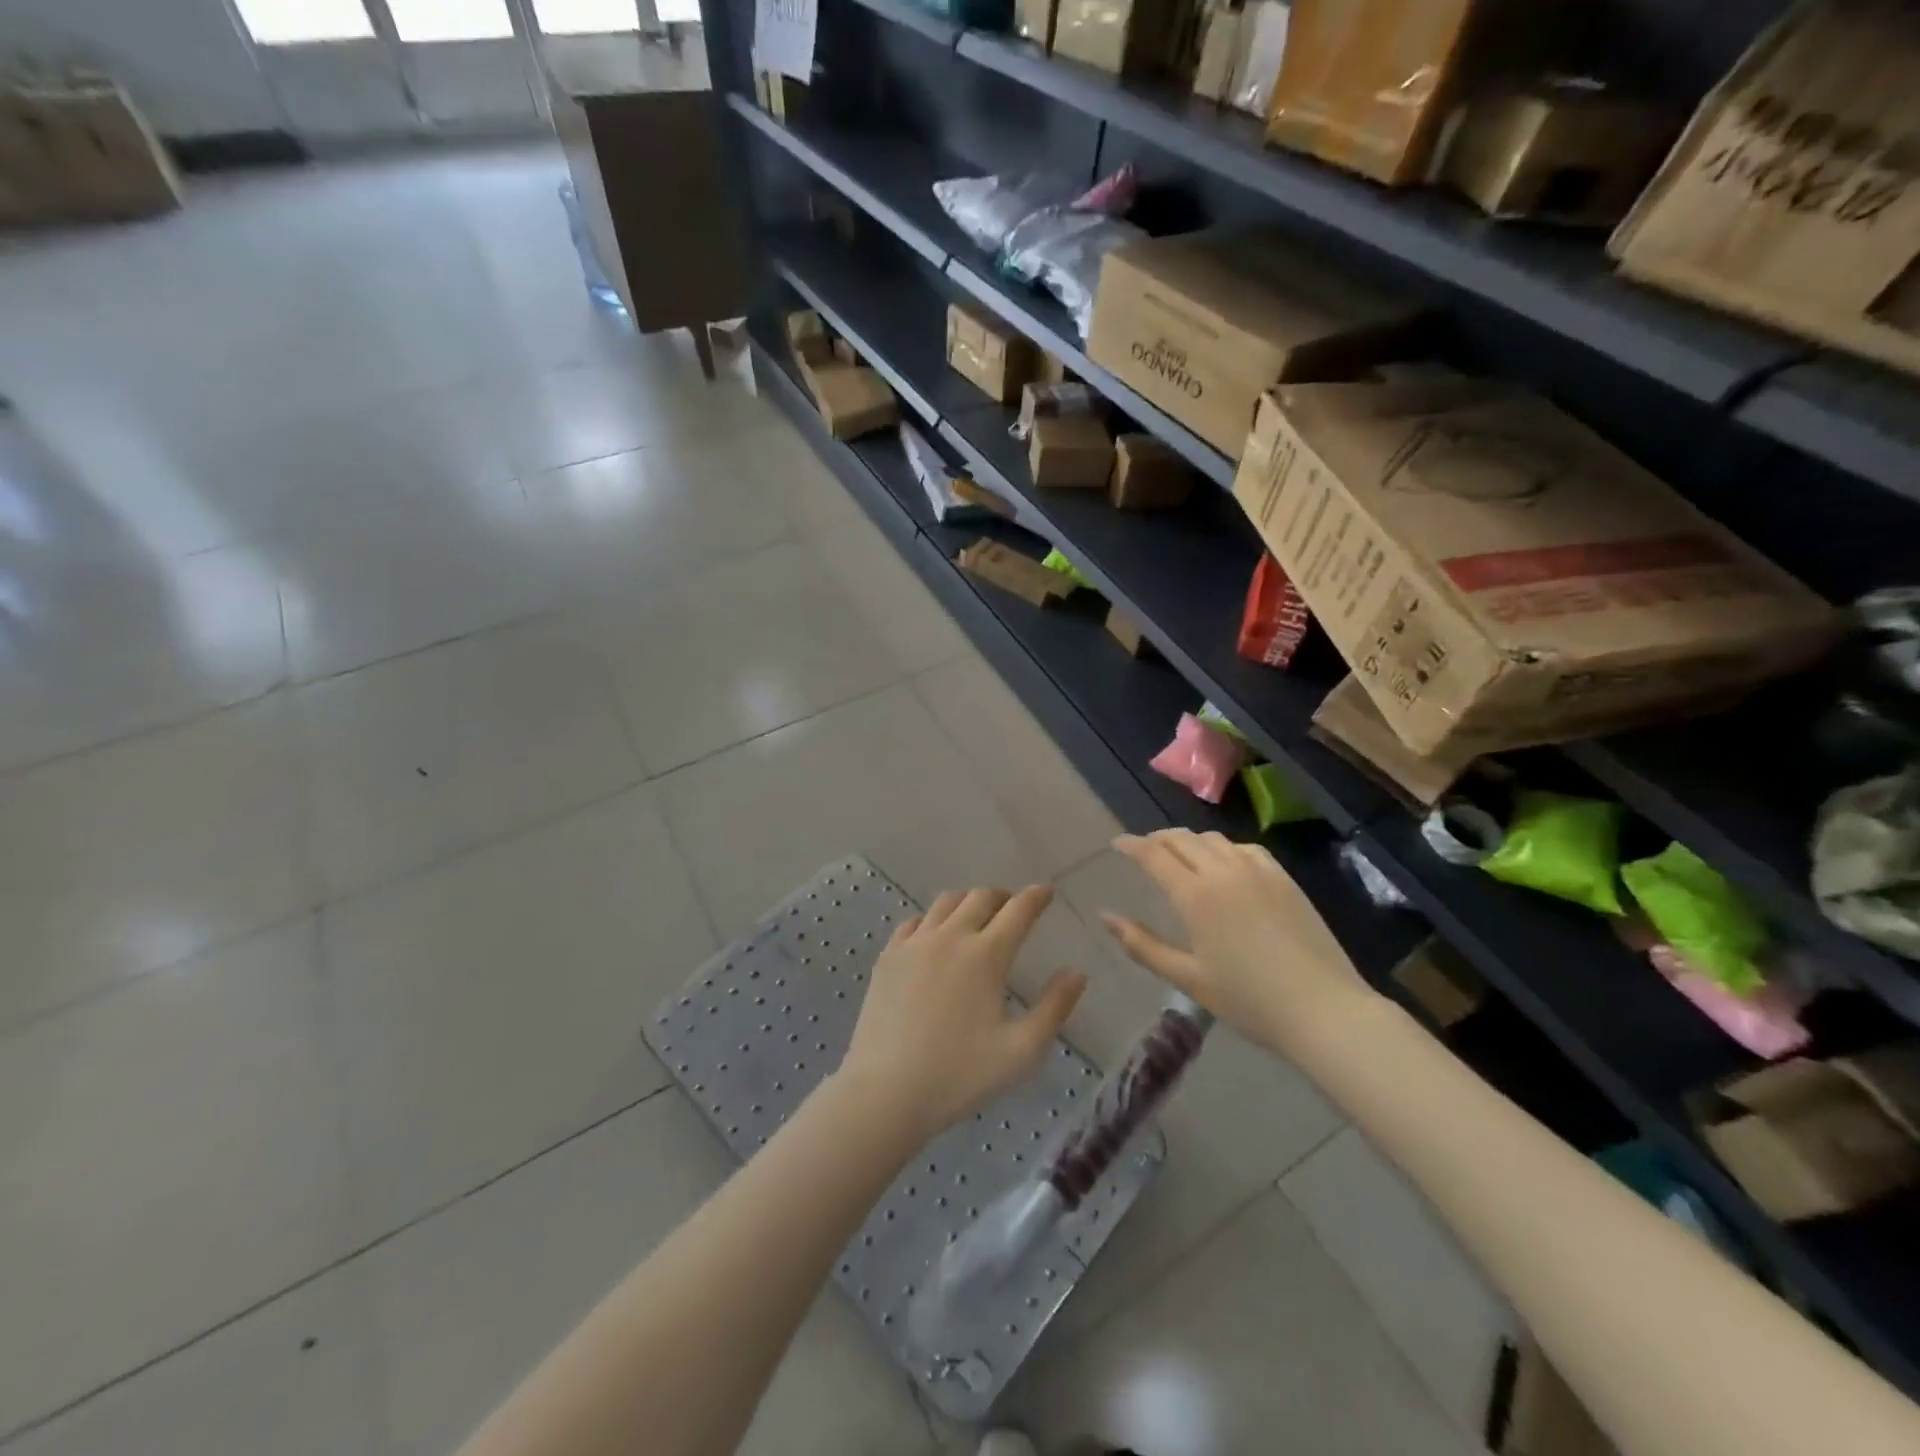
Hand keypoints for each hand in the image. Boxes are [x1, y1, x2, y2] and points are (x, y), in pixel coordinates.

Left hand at [838, 886, 1085, 1142]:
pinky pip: (915, 922)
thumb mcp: (1021, 1051)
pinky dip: (933, 919)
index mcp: (986, 955)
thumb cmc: (959, 1075)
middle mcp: (950, 937)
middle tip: (1013, 906)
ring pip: (945, 902)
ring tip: (977, 915)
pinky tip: (935, 934)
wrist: (886, 1091)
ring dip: (968, 901)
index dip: (1036, 897)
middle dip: (1003, 896)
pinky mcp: (888, 957)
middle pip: (980, 897)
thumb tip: (1076, 973)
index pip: (1018, 910)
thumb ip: (1054, 1008)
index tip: (1046, 892)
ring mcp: (914, 944)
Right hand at [1099, 831, 1380, 1056]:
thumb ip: (1142, 945)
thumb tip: (1105, 917)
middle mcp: (1223, 871)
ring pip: (1214, 839)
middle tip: (1144, 850)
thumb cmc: (1249, 1000)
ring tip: (1180, 855)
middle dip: (1157, 839)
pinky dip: (1224, 848)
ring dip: (1190, 841)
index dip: (1131, 845)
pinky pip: (1245, 848)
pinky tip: (1224, 863)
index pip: (1153, 854)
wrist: (1324, 1009)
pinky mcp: (1284, 879)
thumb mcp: (1187, 978)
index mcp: (1195, 895)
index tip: (1117, 843)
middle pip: (1182, 839)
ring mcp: (1258, 871)